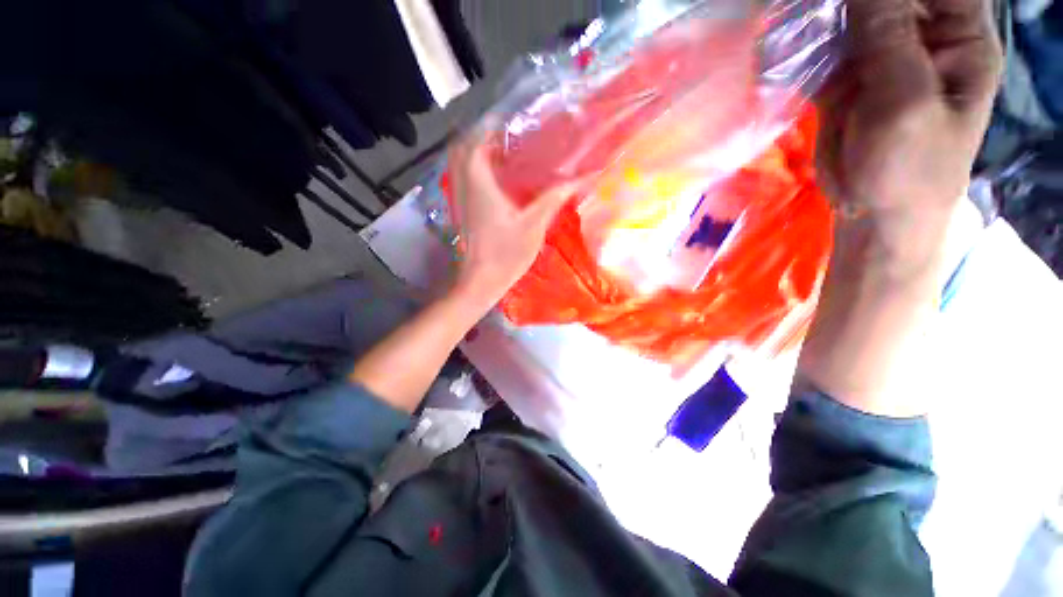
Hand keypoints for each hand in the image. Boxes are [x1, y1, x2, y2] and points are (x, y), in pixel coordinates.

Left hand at [448, 135, 573, 303]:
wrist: (481, 281)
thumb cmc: (506, 254)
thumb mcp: (534, 225)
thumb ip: (554, 198)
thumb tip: (581, 178)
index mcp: (480, 183)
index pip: (477, 141)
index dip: (490, 126)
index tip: (511, 119)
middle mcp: (464, 186)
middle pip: (463, 148)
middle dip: (481, 135)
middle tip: (506, 134)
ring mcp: (459, 199)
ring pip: (459, 163)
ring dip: (475, 151)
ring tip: (501, 151)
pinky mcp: (461, 211)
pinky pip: (462, 179)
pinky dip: (473, 169)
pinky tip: (494, 178)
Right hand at [817, 0, 1001, 261]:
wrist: (874, 216)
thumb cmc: (907, 170)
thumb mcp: (905, 103)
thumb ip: (888, 38)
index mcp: (960, 39)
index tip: (855, 3)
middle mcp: (923, 39)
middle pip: (888, 0)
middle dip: (850, 7)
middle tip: (815, 14)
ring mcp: (883, 58)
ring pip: (850, 16)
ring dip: (823, 21)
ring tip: (809, 39)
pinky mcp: (849, 80)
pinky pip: (824, 49)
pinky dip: (803, 47)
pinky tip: (785, 50)